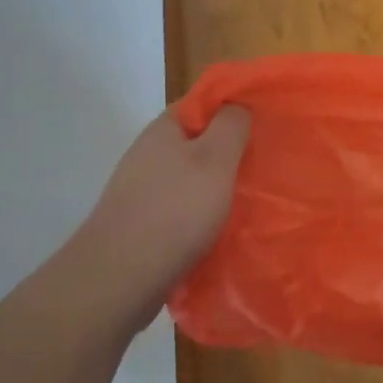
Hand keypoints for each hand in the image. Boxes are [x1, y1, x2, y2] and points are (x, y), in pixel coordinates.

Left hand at [72, 105, 250, 329]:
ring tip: (249, 200)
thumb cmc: (175, 211)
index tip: (264, 124)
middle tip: (263, 165)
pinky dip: (201, 215)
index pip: (203, 102)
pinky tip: (220, 230)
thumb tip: (237, 106)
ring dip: (217, 187)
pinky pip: (181, 208)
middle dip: (230, 152)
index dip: (234, 109)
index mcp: (164, 129)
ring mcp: (142, 190)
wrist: (118, 280)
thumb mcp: (215, 159)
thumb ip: (231, 125)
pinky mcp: (141, 223)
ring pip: (191, 178)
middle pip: (198, 141)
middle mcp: (149, 153)